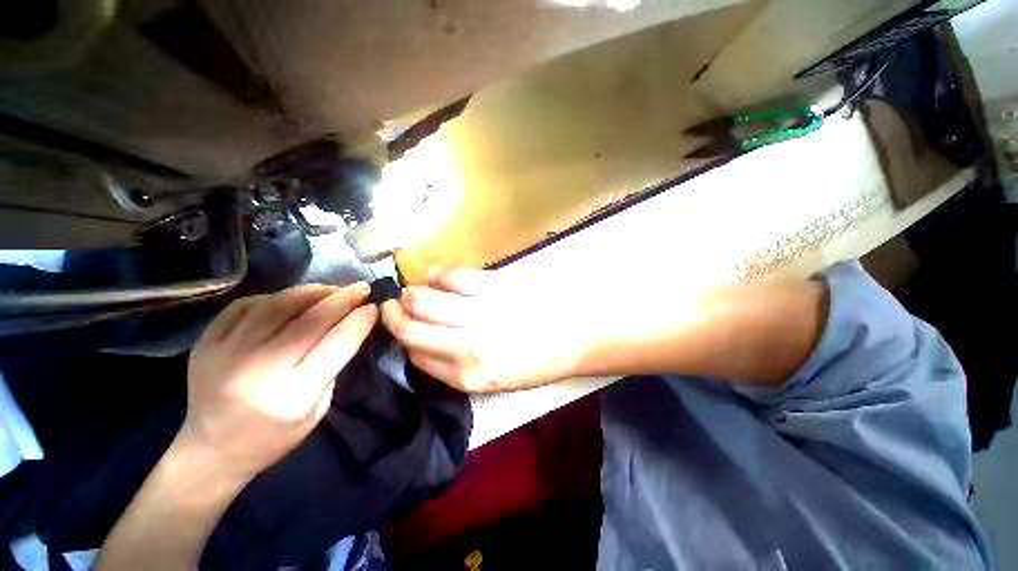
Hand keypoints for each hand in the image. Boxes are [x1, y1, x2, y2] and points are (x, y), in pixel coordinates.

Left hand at [180, 282, 377, 480]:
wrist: (211, 450)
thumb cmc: (275, 435)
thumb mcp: (318, 409)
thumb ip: (332, 365)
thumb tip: (349, 324)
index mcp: (293, 395)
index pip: (337, 343)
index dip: (359, 320)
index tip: (373, 307)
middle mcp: (259, 370)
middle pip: (310, 320)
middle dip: (343, 299)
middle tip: (361, 288)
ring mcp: (226, 353)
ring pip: (278, 305)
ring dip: (312, 292)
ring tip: (331, 289)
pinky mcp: (207, 342)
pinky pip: (247, 305)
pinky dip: (276, 297)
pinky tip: (292, 300)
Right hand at [381, 269, 584, 392]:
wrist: (577, 336)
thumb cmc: (539, 361)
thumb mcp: (497, 379)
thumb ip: (460, 365)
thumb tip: (429, 341)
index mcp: (469, 376)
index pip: (417, 357)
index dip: (405, 342)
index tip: (404, 331)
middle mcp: (467, 347)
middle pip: (411, 328)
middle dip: (394, 316)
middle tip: (392, 306)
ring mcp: (479, 314)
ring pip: (424, 300)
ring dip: (411, 294)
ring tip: (412, 290)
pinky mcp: (493, 287)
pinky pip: (453, 277)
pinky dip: (438, 275)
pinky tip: (436, 276)